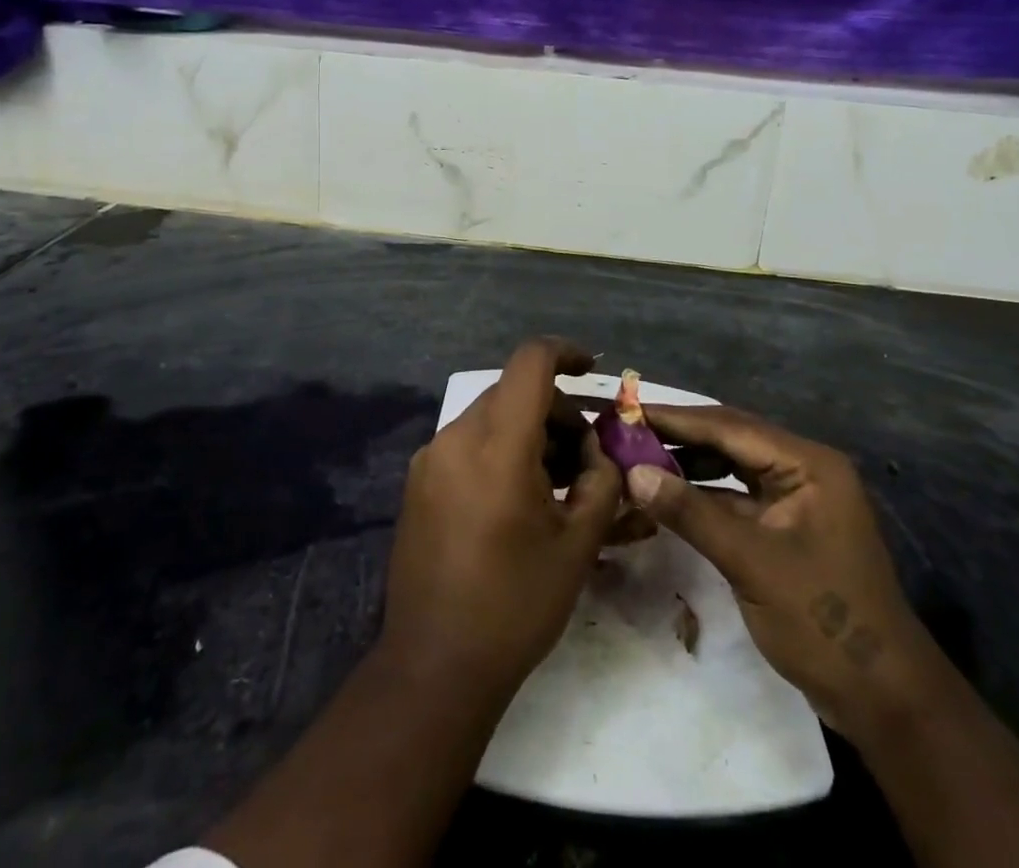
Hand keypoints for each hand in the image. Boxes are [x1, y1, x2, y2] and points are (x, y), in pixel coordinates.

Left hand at [382, 338, 623, 696]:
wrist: (434, 665)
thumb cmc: (515, 604)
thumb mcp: (578, 544)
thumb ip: (600, 483)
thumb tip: (599, 454)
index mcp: (497, 444)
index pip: (530, 362)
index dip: (566, 353)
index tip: (592, 370)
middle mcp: (456, 437)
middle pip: (513, 392)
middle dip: (556, 412)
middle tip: (585, 459)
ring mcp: (430, 458)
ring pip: (491, 418)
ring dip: (528, 433)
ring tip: (556, 485)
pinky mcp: (418, 482)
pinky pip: (468, 444)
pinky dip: (500, 451)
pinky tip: (518, 500)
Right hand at [628, 405, 935, 729]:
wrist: (883, 699)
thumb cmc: (823, 621)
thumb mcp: (751, 563)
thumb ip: (692, 513)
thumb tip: (633, 473)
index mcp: (808, 464)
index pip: (731, 426)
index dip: (677, 418)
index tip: (629, 409)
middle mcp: (803, 470)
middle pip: (731, 439)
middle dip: (679, 436)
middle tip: (627, 430)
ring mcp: (796, 499)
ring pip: (732, 467)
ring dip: (689, 464)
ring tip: (639, 458)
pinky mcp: (786, 528)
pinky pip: (737, 497)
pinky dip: (703, 495)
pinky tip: (668, 495)